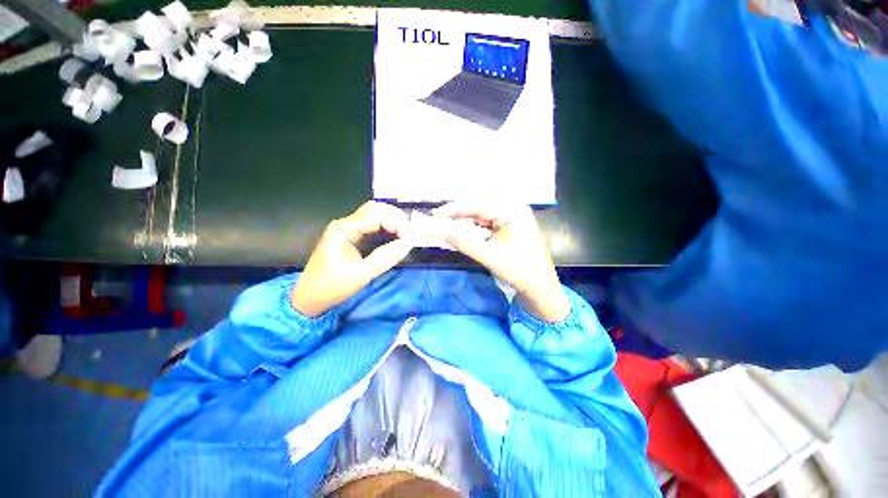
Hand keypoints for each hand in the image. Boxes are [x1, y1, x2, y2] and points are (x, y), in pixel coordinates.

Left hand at [291, 202, 413, 316]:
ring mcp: (346, 229)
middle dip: (395, 217)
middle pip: (374, 209)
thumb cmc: (332, 287)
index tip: (409, 237)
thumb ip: (386, 258)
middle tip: (409, 233)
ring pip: (373, 214)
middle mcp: (345, 224)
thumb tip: (408, 243)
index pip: (375, 215)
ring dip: (391, 221)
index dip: (395, 223)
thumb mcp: (361, 274)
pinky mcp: (349, 235)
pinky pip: (371, 224)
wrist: (310, 297)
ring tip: (404, 233)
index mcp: (344, 230)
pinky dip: (385, 227)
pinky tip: (394, 235)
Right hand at [433, 202, 569, 321]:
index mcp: (512, 211)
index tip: (435, 216)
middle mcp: (512, 210)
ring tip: (446, 230)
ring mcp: (511, 220)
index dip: (454, 209)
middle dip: (458, 217)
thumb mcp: (489, 256)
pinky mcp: (508, 230)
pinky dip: (473, 232)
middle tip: (438, 224)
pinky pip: (486, 226)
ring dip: (464, 225)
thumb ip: (463, 241)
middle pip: (478, 209)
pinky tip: (461, 236)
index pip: (477, 205)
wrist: (540, 290)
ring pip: (481, 218)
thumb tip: (439, 229)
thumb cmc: (519, 271)